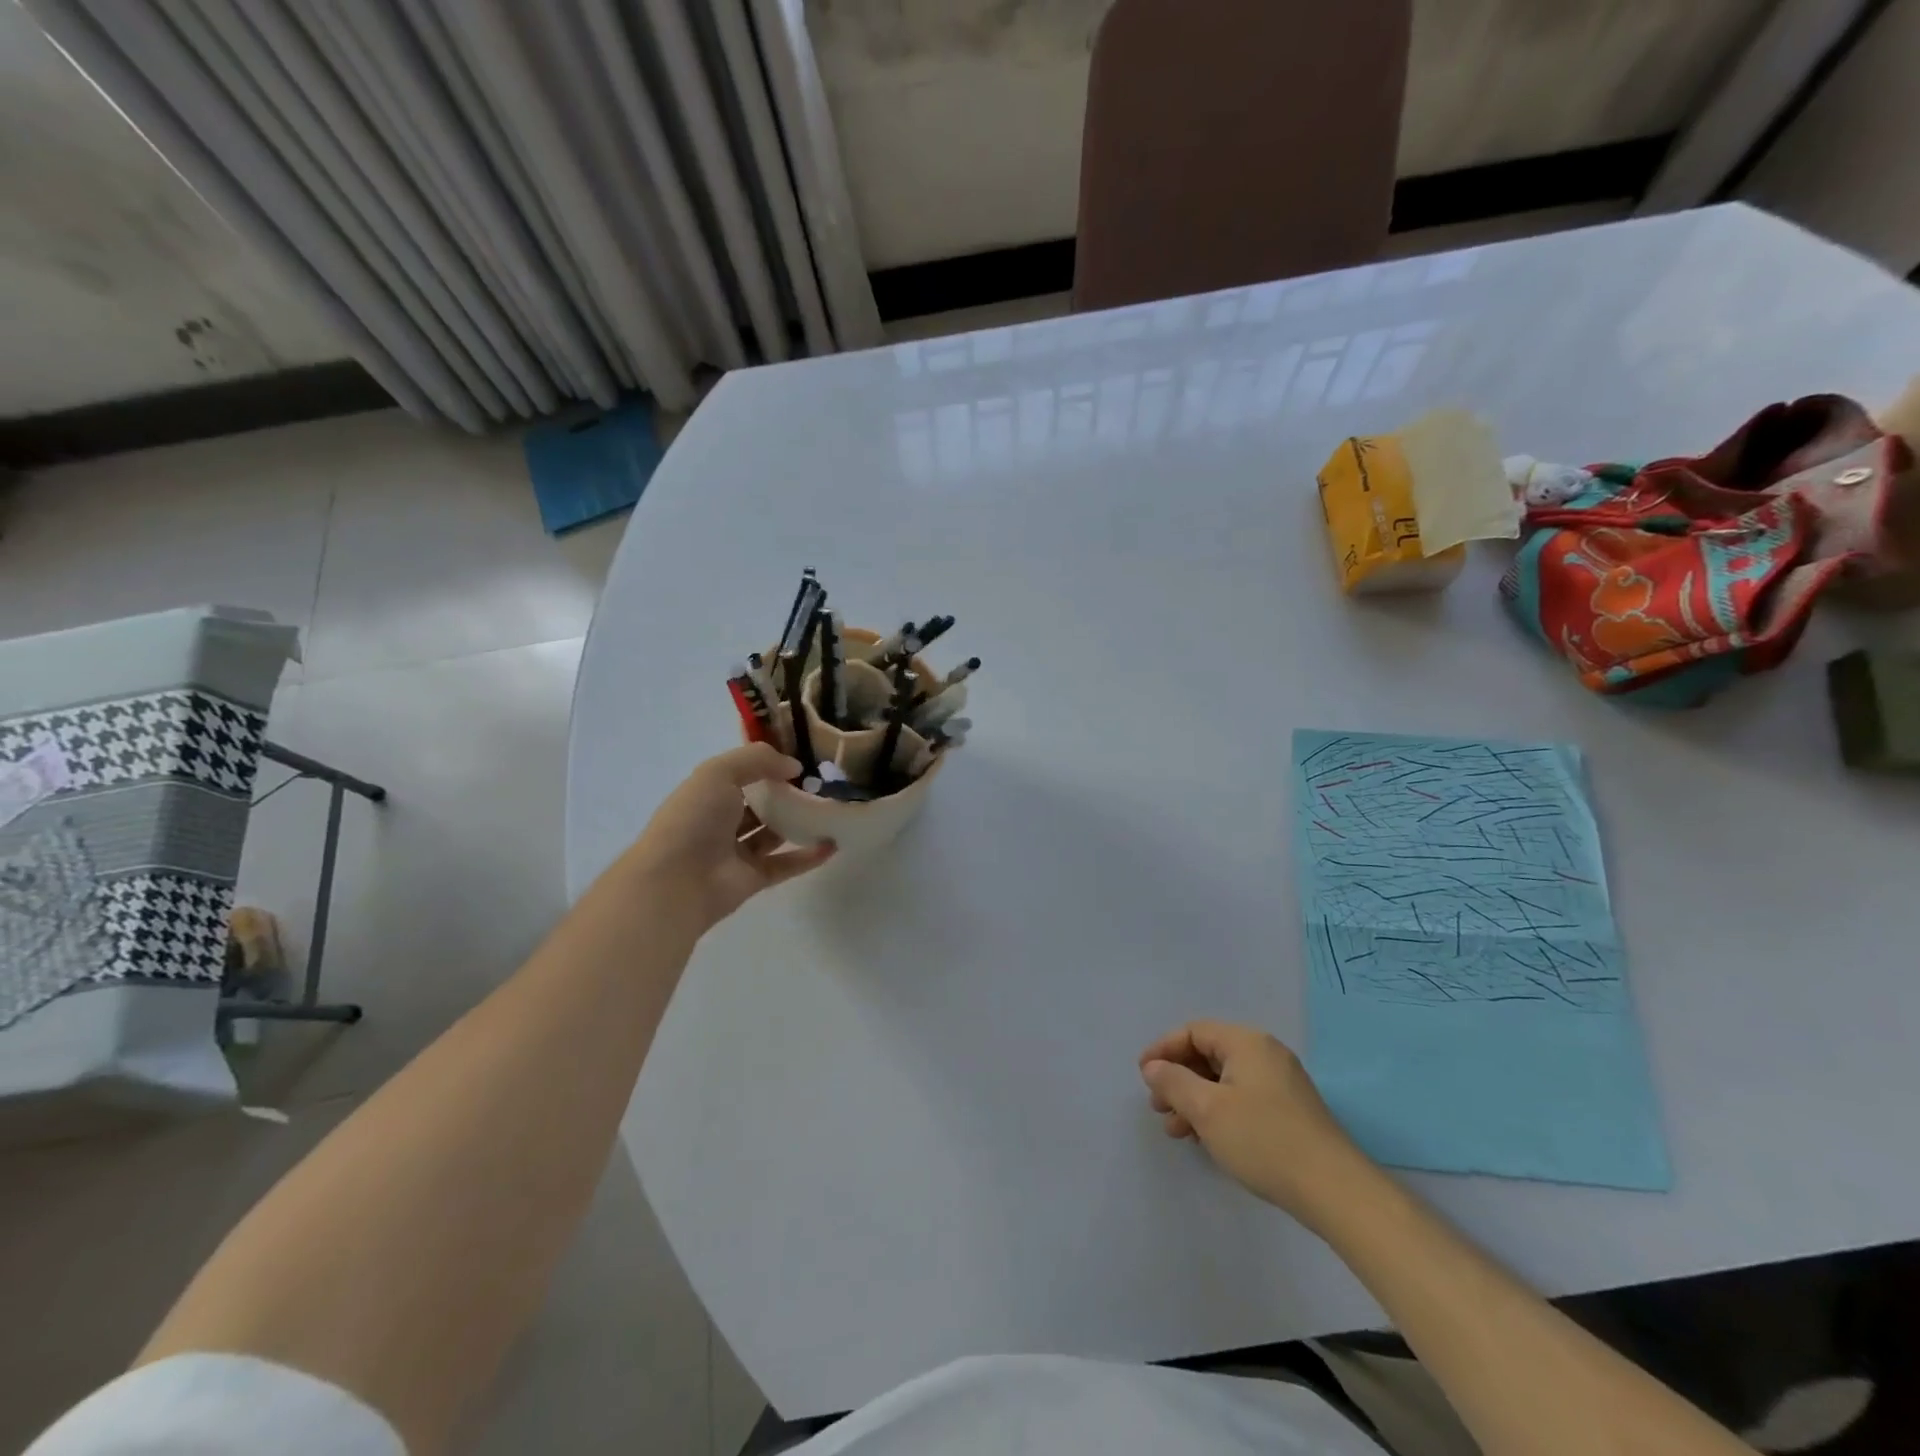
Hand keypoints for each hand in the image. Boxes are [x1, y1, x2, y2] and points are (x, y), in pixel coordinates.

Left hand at [623, 744, 834, 931]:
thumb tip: (794, 767)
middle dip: (786, 794)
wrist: (676, 881)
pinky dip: (808, 856)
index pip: (740, 774)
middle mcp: (720, 822)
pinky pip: (786, 865)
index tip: (800, 760)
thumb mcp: (719, 772)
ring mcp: (737, 853)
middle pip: (759, 805)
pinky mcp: (753, 879)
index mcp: (707, 793)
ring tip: (830, 811)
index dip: (767, 765)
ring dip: (799, 824)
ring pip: (773, 834)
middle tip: (821, 785)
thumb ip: (758, 760)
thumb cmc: (694, 818)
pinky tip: (831, 844)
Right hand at [1139, 1020, 1374, 1230]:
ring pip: (1224, 1081)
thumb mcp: (1207, 1109)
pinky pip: (1242, 1098)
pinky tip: (1207, 1139)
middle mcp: (1265, 1054)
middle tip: (1158, 1107)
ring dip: (1195, 1100)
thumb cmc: (1264, 1140)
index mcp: (1246, 1042)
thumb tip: (1153, 1066)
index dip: (1164, 1049)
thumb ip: (1174, 1082)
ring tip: (1176, 1131)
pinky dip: (1218, 1112)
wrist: (1335, 1191)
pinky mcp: (1290, 1111)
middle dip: (1178, 1079)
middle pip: (1209, 1055)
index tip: (1142, 1075)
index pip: (1194, 1032)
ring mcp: (1281, 1083)